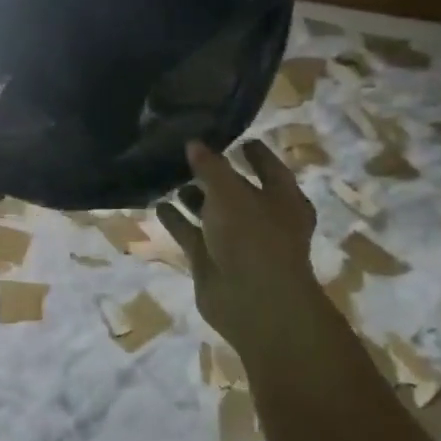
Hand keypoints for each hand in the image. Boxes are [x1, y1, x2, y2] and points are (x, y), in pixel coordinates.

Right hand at [157, 139, 318, 355]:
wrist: (253, 302)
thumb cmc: (253, 237)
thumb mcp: (230, 192)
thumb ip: (210, 166)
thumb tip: (194, 142)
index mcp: (283, 200)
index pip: (270, 168)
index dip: (255, 153)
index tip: (237, 138)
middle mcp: (262, 219)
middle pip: (237, 190)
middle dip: (215, 175)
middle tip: (188, 153)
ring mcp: (236, 243)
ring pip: (211, 213)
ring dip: (193, 198)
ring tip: (168, 176)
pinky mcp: (212, 261)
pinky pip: (191, 234)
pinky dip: (177, 221)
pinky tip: (157, 204)